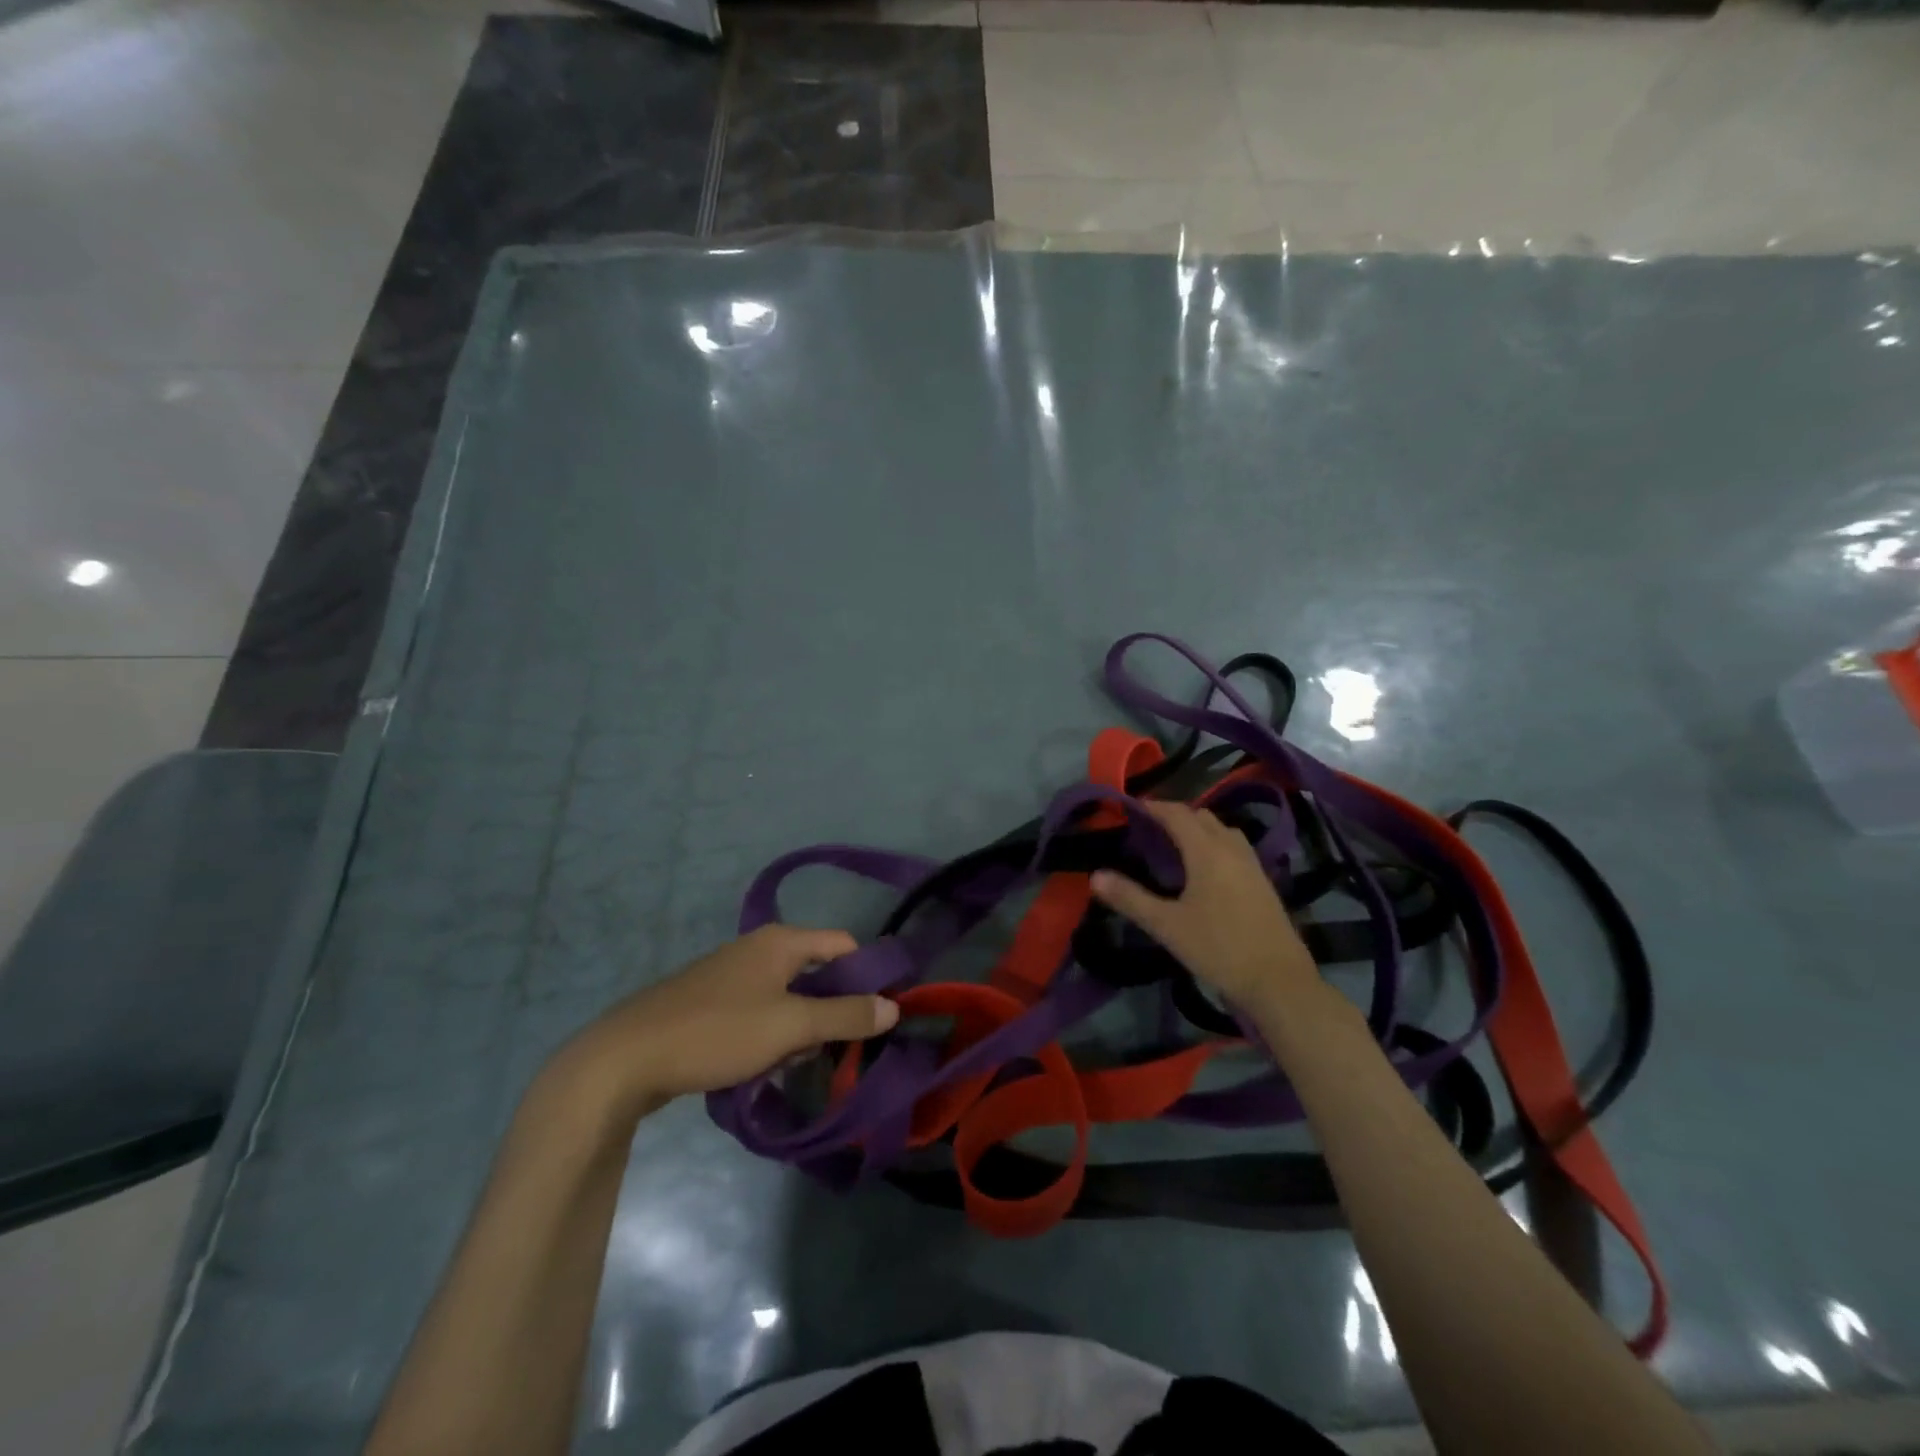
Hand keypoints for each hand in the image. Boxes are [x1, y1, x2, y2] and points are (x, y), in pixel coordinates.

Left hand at [551, 926, 897, 1117]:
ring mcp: (733, 974)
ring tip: (795, 1063)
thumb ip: (845, 1016)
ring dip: (801, 1027)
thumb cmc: (718, 1031)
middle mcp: (760, 948)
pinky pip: (761, 1010)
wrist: (626, 1059)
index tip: (878, 1018)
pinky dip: (772, 1033)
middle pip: (817, 972)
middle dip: (831, 1010)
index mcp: (781, 941)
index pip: (845, 945)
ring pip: (789, 996)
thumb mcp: (790, 1025)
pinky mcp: (712, 1001)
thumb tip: (893, 1008)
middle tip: (835, 1049)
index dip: (866, 977)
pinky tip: (763, 1065)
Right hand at [1091, 800, 1319, 1009]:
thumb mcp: (1167, 926)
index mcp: (1207, 851)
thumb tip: (1095, 876)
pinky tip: (1205, 870)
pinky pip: (1235, 847)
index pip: (1177, 814)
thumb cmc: (1218, 949)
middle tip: (1148, 829)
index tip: (1131, 808)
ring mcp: (1252, 865)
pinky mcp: (1263, 882)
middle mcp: (1232, 849)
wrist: (1279, 982)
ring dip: (1198, 828)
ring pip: (1222, 830)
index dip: (1153, 807)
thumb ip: (1130, 898)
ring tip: (1175, 845)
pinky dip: (1215, 844)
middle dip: (1175, 815)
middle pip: (1201, 816)